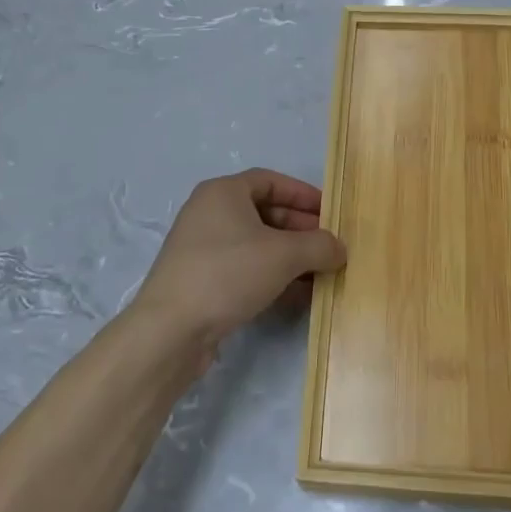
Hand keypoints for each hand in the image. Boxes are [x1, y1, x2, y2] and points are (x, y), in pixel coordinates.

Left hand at [134, 168, 345, 357]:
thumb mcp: (283, 255)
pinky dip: (272, 276)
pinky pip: (245, 269)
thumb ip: (319, 246)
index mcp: (223, 192)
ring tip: (321, 273)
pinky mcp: (201, 281)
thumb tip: (339, 248)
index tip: (330, 212)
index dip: (303, 194)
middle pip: (265, 212)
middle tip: (330, 247)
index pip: (271, 181)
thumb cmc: (228, 274)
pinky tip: (298, 295)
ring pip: (256, 244)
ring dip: (290, 256)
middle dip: (301, 229)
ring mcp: (203, 249)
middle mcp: (210, 213)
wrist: (170, 330)